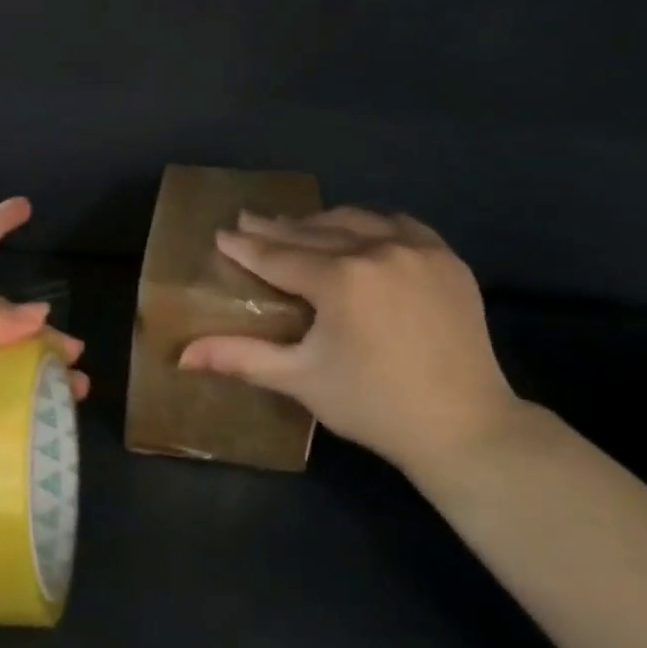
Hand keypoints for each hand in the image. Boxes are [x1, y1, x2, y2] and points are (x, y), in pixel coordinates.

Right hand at [178, 207, 524, 480]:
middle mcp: (378, 251)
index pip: (279, 256)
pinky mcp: (448, 259)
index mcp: (340, 279)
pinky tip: (360, 230)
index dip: (246, 246)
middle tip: (249, 220)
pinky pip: (400, 225)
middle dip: (277, 228)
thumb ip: (240, 358)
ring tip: (296, 225)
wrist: (464, 427)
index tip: (222, 234)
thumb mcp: (300, 379)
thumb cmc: (373, 405)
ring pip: (357, 221)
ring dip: (322, 222)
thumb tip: (182, 356)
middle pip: (315, 231)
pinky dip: (372, 224)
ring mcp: (419, 250)